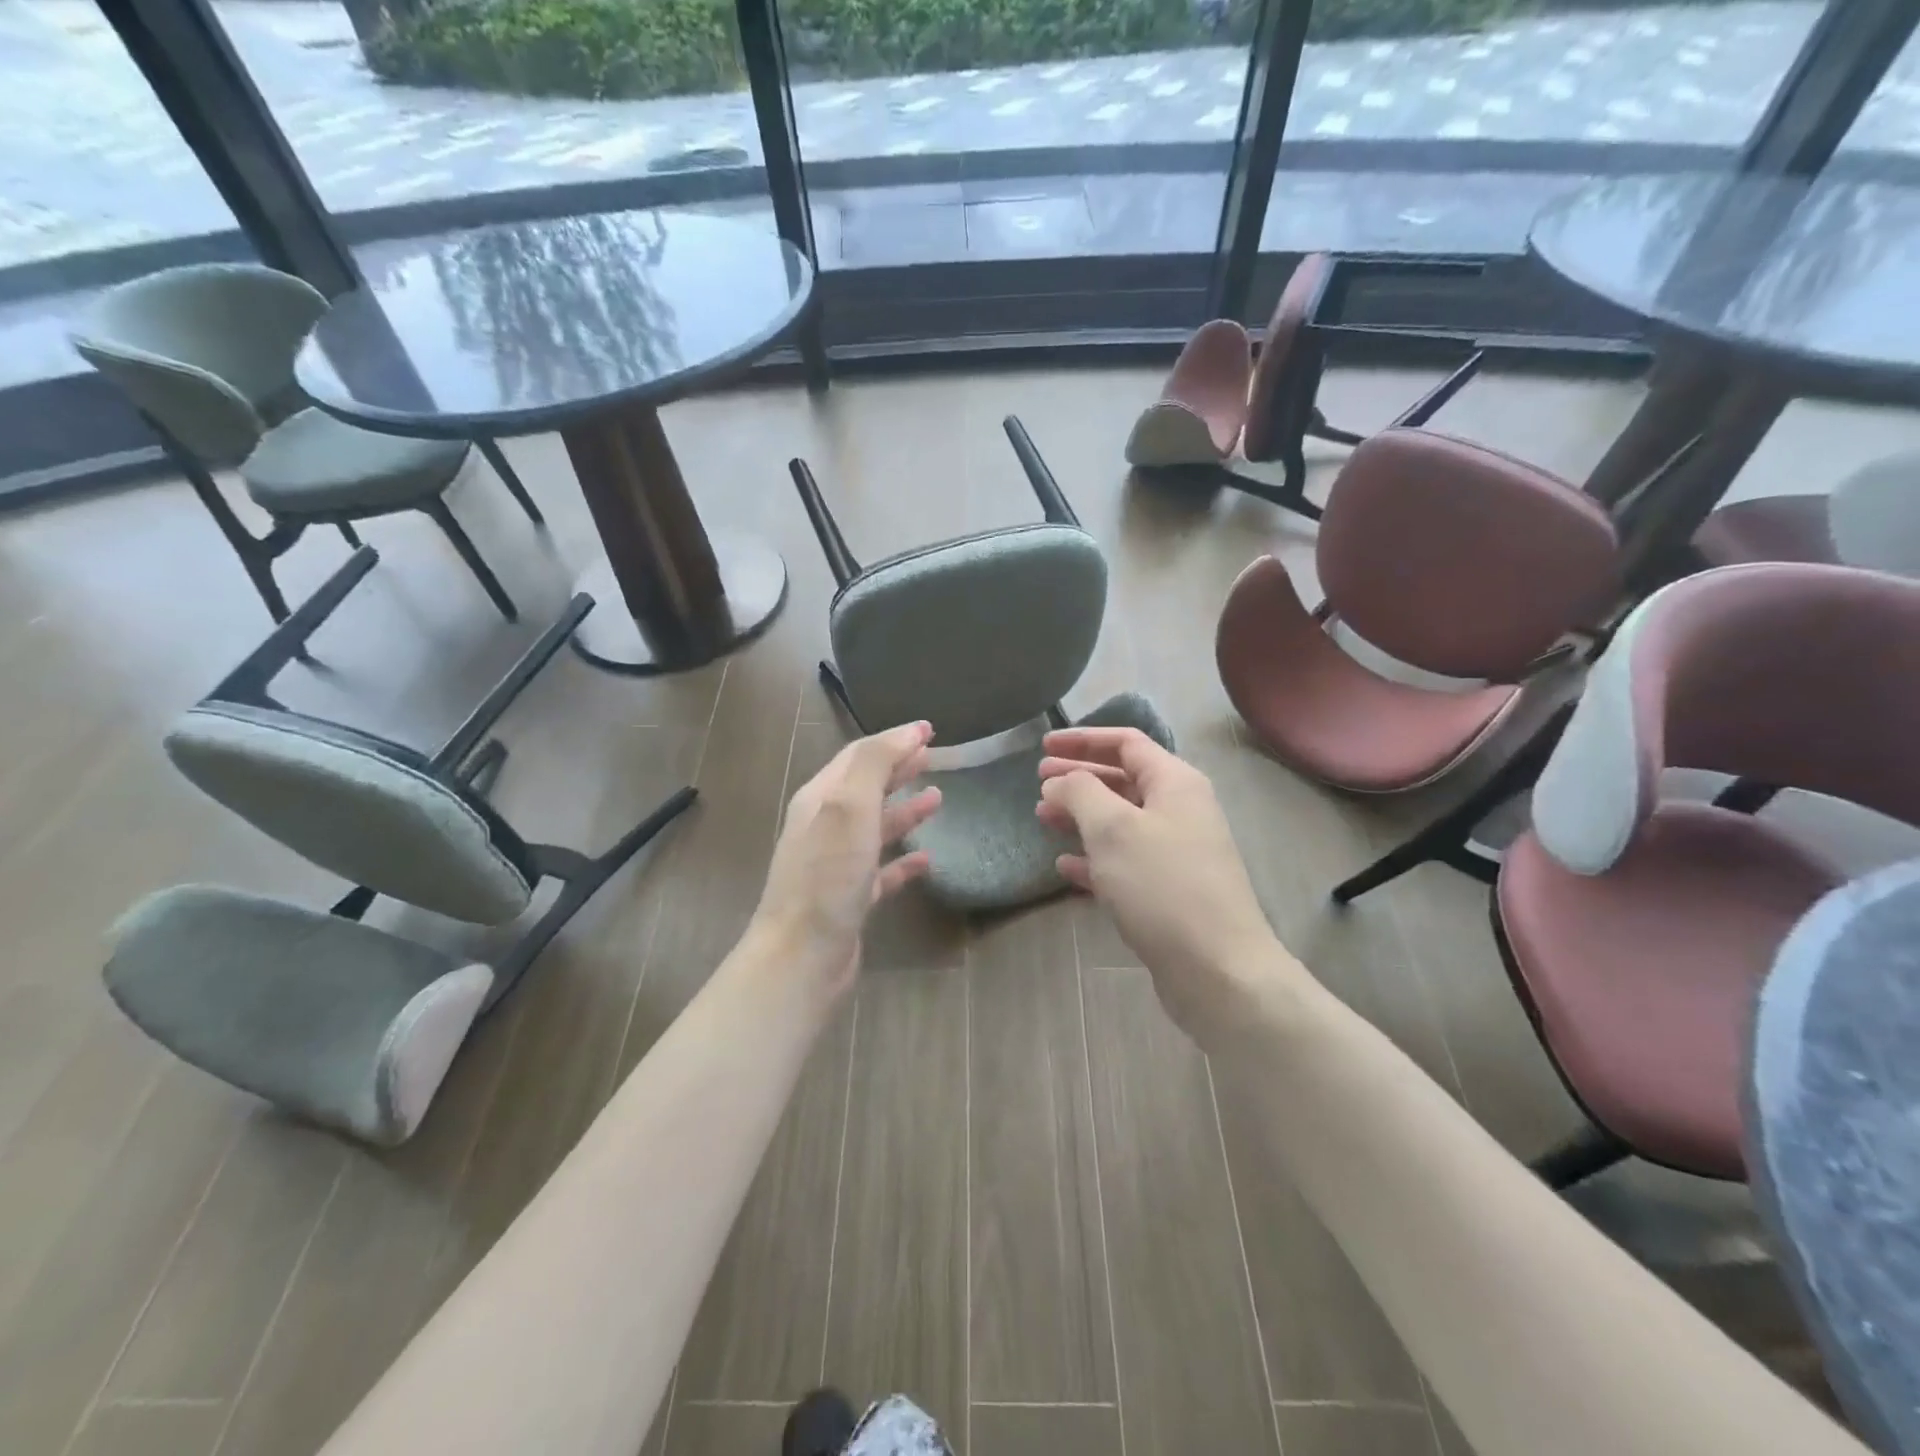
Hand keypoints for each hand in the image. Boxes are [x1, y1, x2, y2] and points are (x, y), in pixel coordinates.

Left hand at [753, 720, 941, 996]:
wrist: (802, 956)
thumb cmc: (827, 876)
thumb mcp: (850, 807)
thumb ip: (875, 764)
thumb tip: (907, 732)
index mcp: (820, 799)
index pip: (860, 756)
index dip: (893, 740)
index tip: (929, 730)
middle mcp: (825, 827)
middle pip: (867, 788)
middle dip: (898, 769)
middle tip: (933, 756)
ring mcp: (837, 864)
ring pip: (876, 827)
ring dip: (905, 810)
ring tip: (938, 799)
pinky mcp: (851, 899)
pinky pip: (882, 871)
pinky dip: (903, 860)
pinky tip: (926, 859)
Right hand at [1036, 727, 1294, 1050]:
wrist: (1218, 969)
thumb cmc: (1162, 885)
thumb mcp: (1113, 829)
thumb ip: (1080, 792)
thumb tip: (1059, 781)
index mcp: (1175, 783)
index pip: (1126, 743)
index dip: (1083, 739)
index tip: (1043, 745)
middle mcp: (1180, 810)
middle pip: (1123, 780)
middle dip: (1079, 778)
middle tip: (1038, 782)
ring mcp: (1176, 853)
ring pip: (1120, 822)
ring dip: (1081, 817)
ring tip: (1042, 818)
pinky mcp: (1168, 891)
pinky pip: (1125, 861)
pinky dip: (1094, 858)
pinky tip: (1064, 866)